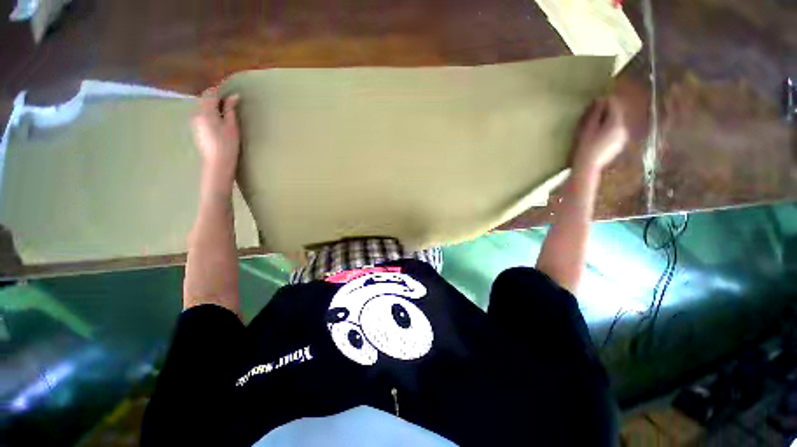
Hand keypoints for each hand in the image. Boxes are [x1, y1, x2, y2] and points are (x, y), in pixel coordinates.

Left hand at [191, 87, 240, 183]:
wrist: (217, 162)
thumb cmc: (228, 145)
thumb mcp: (232, 126)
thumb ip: (230, 109)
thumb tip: (234, 96)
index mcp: (206, 112)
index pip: (210, 94)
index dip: (220, 90)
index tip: (230, 92)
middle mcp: (197, 114)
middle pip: (205, 100)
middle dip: (216, 98)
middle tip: (230, 103)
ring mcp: (195, 122)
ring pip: (203, 108)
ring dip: (213, 106)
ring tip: (226, 113)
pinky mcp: (196, 128)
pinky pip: (202, 115)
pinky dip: (211, 114)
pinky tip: (219, 122)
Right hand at [572, 97, 628, 174]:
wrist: (588, 167)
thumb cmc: (585, 147)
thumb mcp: (587, 128)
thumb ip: (595, 113)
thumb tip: (600, 99)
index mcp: (616, 123)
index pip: (614, 105)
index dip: (605, 101)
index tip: (594, 102)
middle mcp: (624, 128)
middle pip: (616, 114)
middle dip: (605, 112)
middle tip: (591, 114)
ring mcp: (622, 138)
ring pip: (616, 123)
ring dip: (606, 121)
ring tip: (593, 126)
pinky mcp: (619, 145)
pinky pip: (615, 132)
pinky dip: (607, 130)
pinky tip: (597, 137)